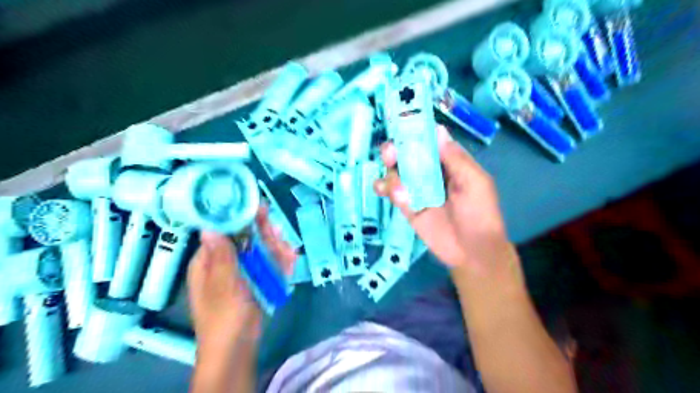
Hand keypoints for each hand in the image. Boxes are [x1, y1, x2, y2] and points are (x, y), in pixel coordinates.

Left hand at [186, 207, 294, 350]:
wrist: (237, 349)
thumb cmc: (225, 318)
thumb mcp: (223, 286)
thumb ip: (221, 257)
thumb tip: (210, 226)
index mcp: (208, 261)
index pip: (222, 230)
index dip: (240, 218)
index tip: (259, 210)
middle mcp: (224, 262)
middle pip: (245, 238)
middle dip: (264, 234)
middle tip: (279, 231)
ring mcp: (241, 271)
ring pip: (260, 250)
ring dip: (276, 248)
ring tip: (289, 252)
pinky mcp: (254, 281)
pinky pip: (267, 265)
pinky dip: (280, 262)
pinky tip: (291, 260)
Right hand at [374, 124, 512, 273]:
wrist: (472, 252)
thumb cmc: (480, 214)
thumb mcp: (475, 182)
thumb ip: (455, 159)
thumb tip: (438, 130)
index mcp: (448, 163)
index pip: (429, 142)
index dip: (415, 132)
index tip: (400, 123)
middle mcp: (430, 173)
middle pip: (408, 155)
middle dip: (396, 151)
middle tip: (389, 153)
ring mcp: (417, 190)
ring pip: (397, 173)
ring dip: (389, 171)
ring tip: (390, 181)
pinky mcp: (408, 207)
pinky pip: (393, 193)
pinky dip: (387, 189)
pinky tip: (387, 191)